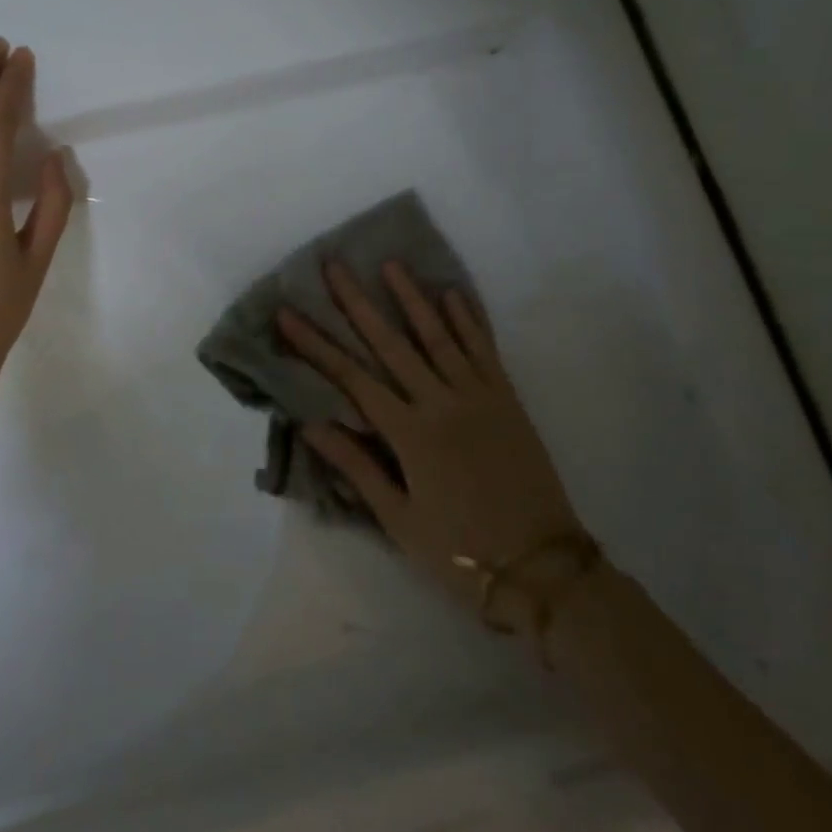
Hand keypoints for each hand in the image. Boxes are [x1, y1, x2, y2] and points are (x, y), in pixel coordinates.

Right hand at [277, 261, 583, 619]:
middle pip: (391, 344)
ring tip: (391, 263)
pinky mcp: (507, 400)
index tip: (287, 313)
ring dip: (413, 297)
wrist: (543, 568)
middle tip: (334, 266)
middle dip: (358, 303)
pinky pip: (485, 350)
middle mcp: (441, 403)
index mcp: (410, 434)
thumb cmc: (460, 550)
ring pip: (439, 336)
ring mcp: (478, 396)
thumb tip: (310, 424)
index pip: (351, 378)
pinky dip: (469, 320)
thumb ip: (356, 466)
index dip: (315, 345)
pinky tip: (453, 293)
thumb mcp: (399, 519)